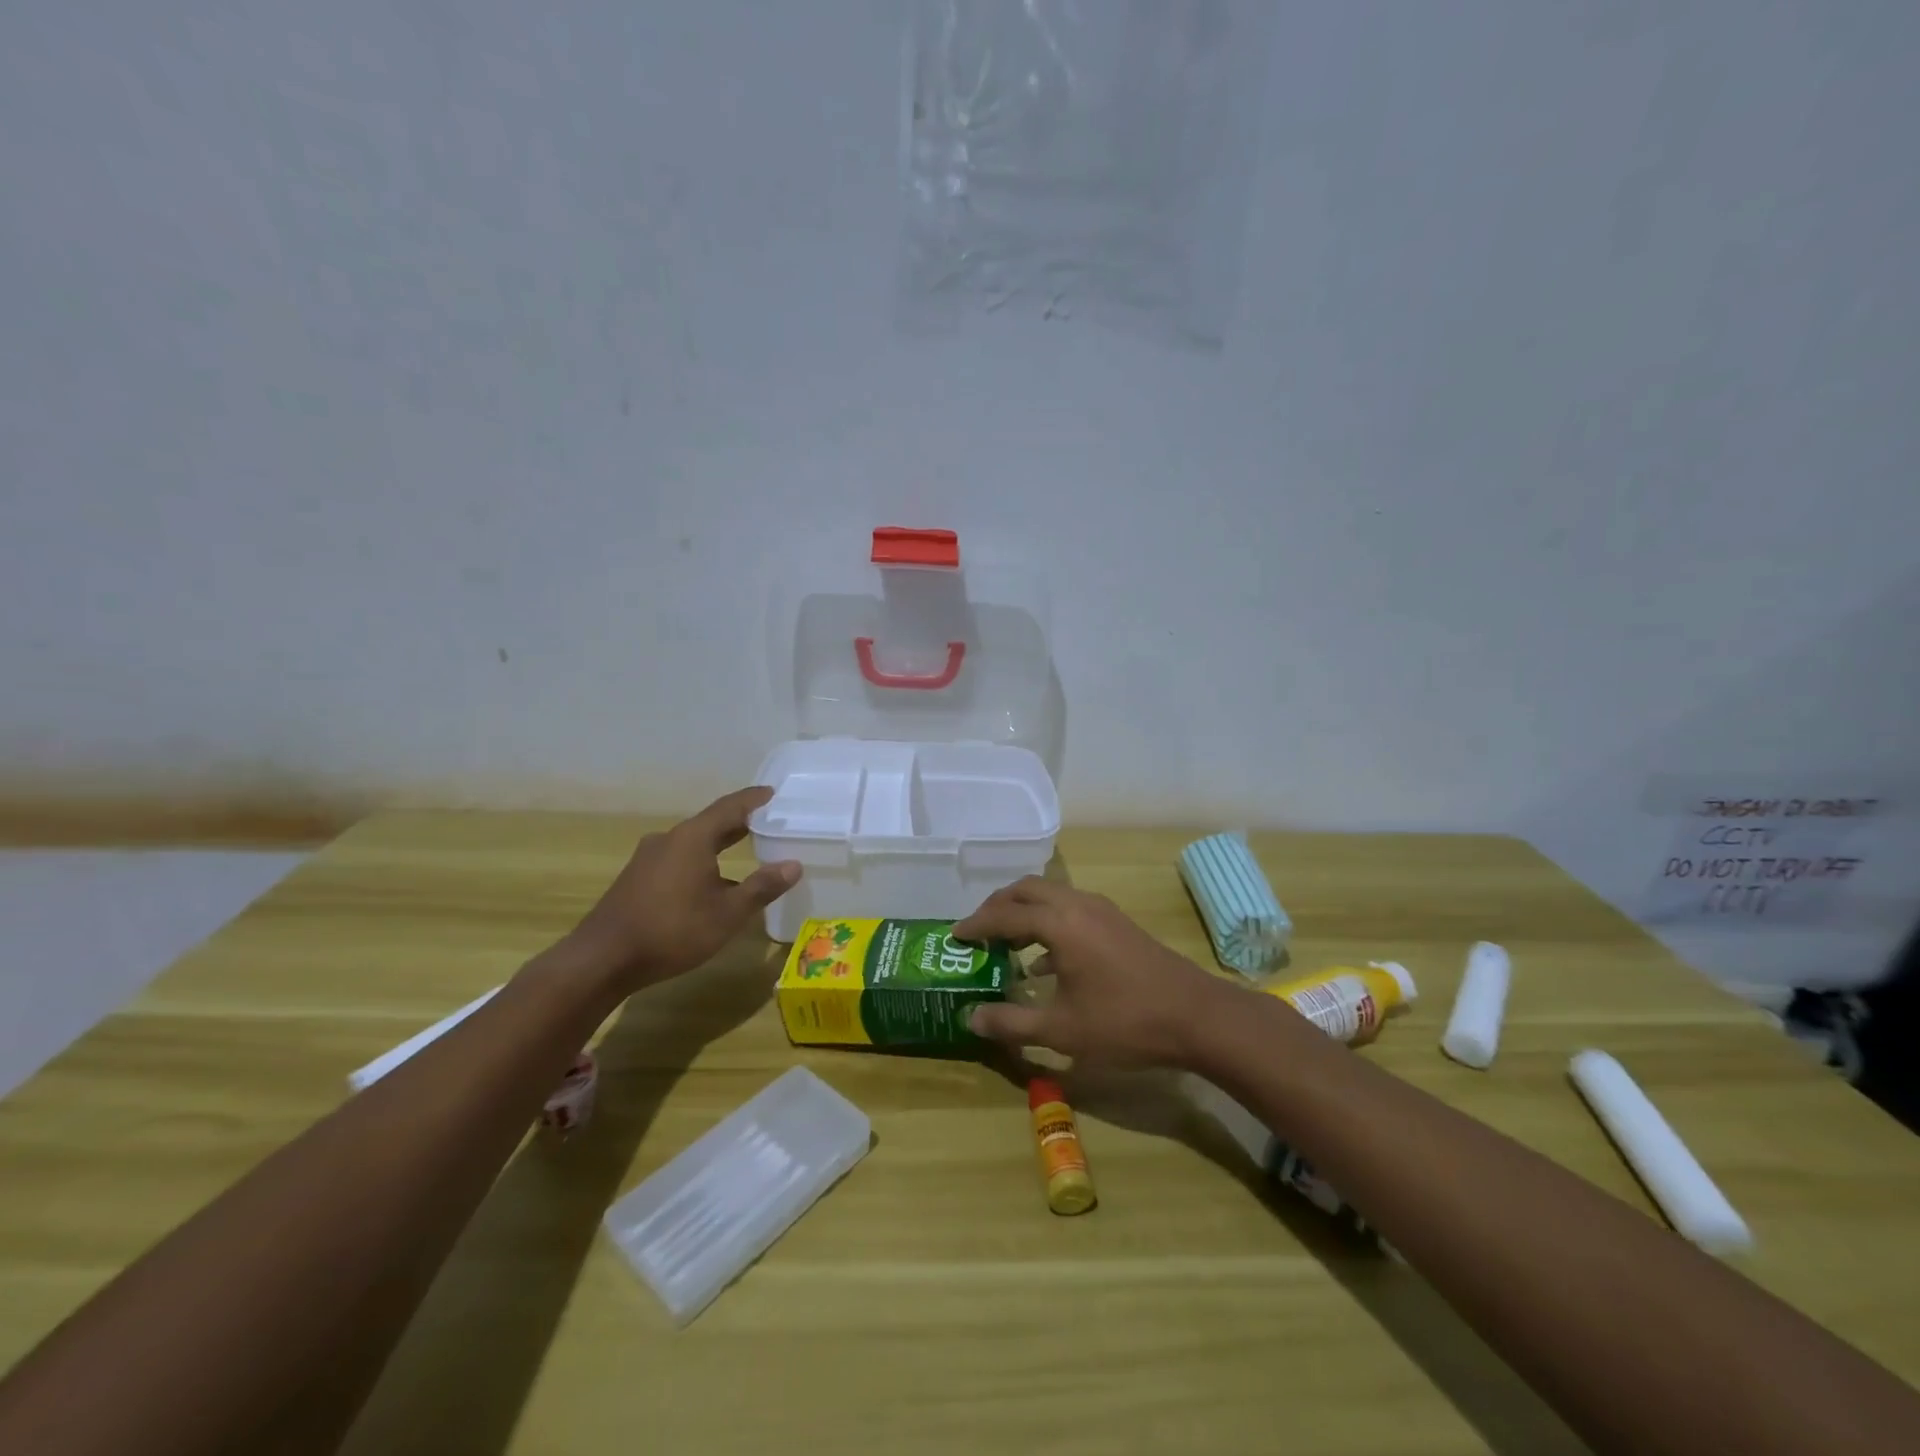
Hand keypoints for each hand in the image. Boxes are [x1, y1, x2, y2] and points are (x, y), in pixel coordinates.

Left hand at [561, 787, 799, 990]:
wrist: (602, 959)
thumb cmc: (672, 930)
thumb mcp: (727, 913)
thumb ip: (762, 887)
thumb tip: (794, 865)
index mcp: (693, 838)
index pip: (730, 807)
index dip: (754, 799)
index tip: (773, 794)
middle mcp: (669, 839)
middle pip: (711, 823)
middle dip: (739, 822)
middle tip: (767, 822)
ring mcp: (648, 859)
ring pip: (692, 843)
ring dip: (719, 844)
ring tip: (744, 851)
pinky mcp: (637, 879)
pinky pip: (678, 859)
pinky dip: (701, 861)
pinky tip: (710, 884)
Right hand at [954, 877, 1239, 1065]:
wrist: (1196, 1016)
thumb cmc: (1125, 1022)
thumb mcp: (1062, 1031)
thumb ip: (1011, 1023)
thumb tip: (971, 1017)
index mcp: (1059, 923)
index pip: (1004, 914)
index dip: (976, 924)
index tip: (954, 937)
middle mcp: (1077, 905)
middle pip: (1025, 890)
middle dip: (997, 907)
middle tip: (977, 933)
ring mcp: (1100, 910)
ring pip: (1050, 895)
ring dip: (1023, 912)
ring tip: (1005, 944)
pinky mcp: (1116, 922)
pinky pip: (1069, 908)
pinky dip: (1047, 922)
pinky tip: (1044, 962)